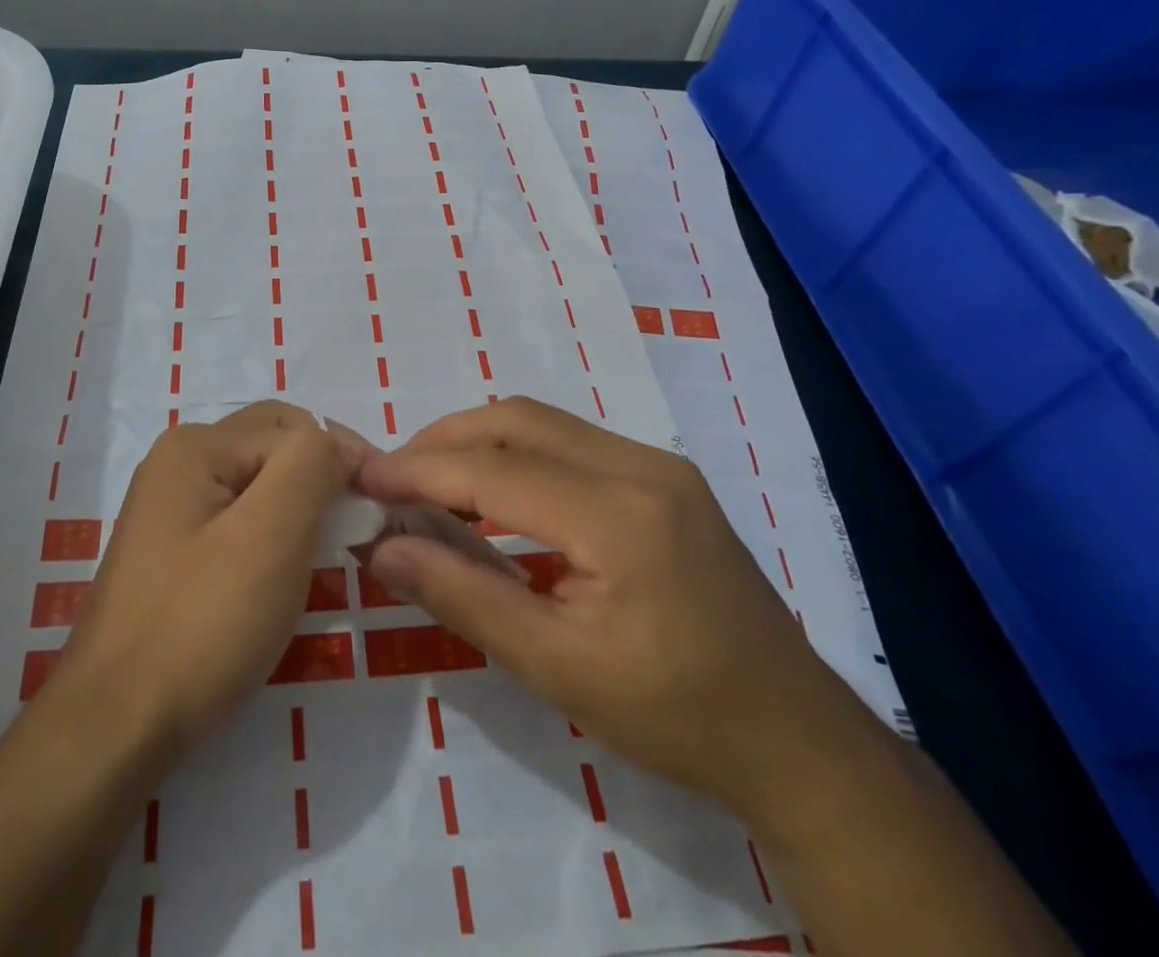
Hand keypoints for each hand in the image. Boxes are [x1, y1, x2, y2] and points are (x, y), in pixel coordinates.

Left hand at [56, 401, 359, 757]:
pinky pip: (238, 523)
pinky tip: (283, 578)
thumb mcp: (270, 533)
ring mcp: (171, 510)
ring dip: (299, 512)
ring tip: (325, 557)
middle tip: (356, 531)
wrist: (115, 728)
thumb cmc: (200, 624)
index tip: (382, 507)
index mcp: (196, 446)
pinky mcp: (174, 553)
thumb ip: (309, 464)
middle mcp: (178, 464)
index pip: (294, 427)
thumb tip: (335, 443)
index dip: (343, 458)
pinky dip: (273, 539)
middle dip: (320, 480)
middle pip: (273, 449)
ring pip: (259, 488)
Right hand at [358, 397, 871, 817]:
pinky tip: (496, 493)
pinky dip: (518, 454)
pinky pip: (571, 441)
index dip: (419, 470)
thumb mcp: (557, 668)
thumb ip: (463, 596)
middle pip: (518, 420)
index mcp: (620, 516)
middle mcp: (641, 466)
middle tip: (393, 477)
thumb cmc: (675, 715)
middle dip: (444, 439)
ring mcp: (660, 463)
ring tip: (431, 482)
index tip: (363, 478)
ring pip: (544, 423)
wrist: (796, 739)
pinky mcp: (666, 475)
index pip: (494, 472)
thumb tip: (384, 549)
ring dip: (479, 441)